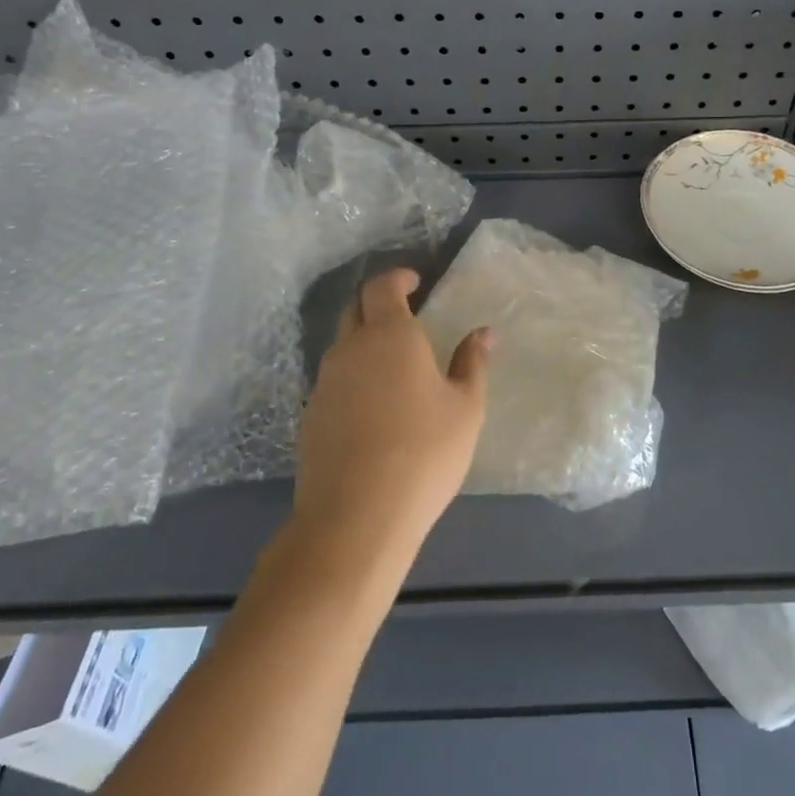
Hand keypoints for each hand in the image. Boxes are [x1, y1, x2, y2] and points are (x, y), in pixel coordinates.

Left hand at [290, 269, 492, 564]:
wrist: (356, 517)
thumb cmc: (424, 452)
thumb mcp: (466, 408)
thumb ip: (473, 363)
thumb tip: (484, 333)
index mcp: (390, 335)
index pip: (382, 286)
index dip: (398, 278)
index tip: (416, 281)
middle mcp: (350, 349)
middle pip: (356, 309)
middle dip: (378, 304)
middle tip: (406, 318)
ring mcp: (325, 383)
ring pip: (342, 346)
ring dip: (364, 343)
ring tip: (394, 368)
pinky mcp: (310, 417)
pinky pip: (334, 381)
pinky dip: (353, 378)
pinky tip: (373, 409)